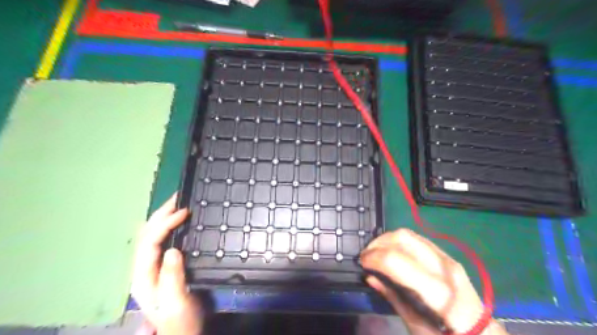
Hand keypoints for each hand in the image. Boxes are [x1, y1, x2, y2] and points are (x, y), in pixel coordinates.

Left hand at [131, 192, 202, 334]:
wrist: (181, 334)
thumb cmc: (180, 320)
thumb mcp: (177, 302)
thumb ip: (172, 277)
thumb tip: (173, 249)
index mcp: (144, 276)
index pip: (149, 242)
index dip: (165, 224)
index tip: (184, 211)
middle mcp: (143, 269)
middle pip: (146, 235)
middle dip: (161, 214)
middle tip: (178, 198)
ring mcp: (152, 267)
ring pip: (152, 236)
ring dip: (163, 217)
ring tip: (178, 203)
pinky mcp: (162, 267)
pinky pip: (161, 241)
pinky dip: (169, 227)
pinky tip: (178, 221)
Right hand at [361, 228, 504, 334]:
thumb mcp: (416, 326)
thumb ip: (392, 297)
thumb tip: (370, 276)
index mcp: (437, 292)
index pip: (397, 261)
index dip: (373, 257)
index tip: (361, 263)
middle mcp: (443, 268)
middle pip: (403, 239)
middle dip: (378, 243)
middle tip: (366, 256)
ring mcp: (447, 258)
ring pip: (409, 234)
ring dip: (387, 239)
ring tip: (375, 252)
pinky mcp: (446, 255)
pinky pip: (417, 239)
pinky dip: (399, 241)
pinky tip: (391, 252)